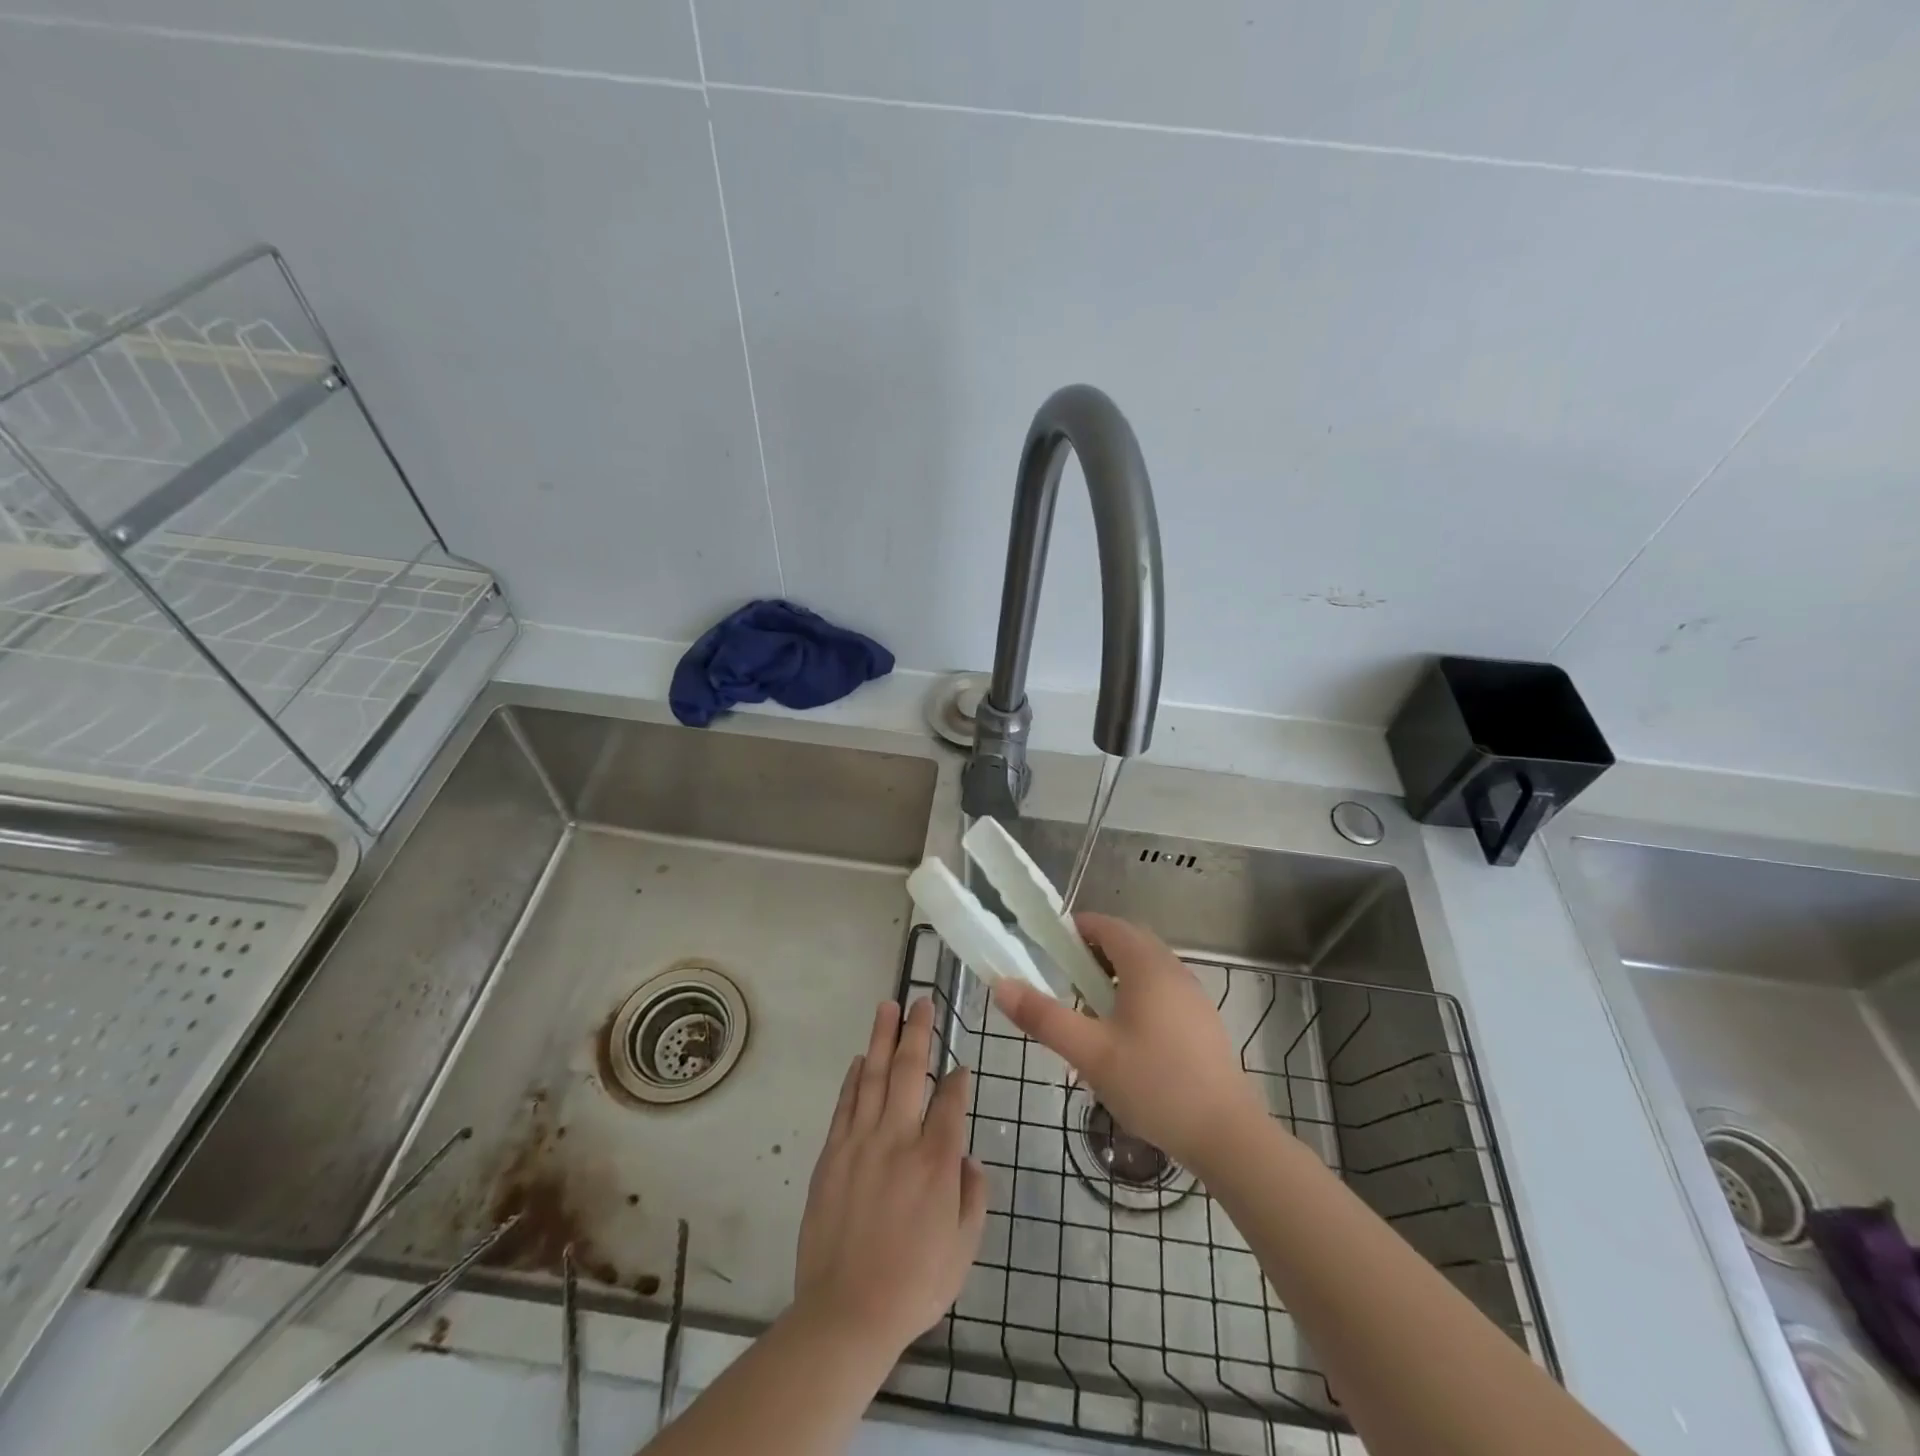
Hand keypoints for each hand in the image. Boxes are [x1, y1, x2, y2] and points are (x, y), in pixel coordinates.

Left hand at [794, 998, 988, 1358]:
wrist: (846, 1313)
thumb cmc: (914, 1284)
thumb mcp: (964, 1248)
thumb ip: (972, 1195)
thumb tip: (966, 1156)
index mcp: (936, 1159)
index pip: (950, 1100)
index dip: (957, 1079)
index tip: (961, 1067)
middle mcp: (899, 1138)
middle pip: (908, 1070)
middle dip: (918, 1032)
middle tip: (921, 1002)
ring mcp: (860, 1142)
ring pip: (872, 1076)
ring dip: (882, 1038)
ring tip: (888, 1007)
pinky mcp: (832, 1153)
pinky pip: (844, 1104)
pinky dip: (852, 1077)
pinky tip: (859, 1058)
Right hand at [992, 912, 1270, 1176]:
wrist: (1226, 1135)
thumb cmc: (1154, 1084)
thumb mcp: (1090, 1053)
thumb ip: (1043, 1017)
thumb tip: (1000, 985)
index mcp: (1146, 965)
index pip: (1106, 925)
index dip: (1075, 930)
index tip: (1047, 950)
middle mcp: (1173, 969)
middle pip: (1127, 943)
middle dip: (1092, 954)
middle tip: (1064, 983)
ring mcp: (1192, 995)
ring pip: (1146, 968)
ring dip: (1115, 977)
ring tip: (1089, 1013)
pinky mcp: (1202, 1021)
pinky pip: (1162, 990)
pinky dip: (1137, 996)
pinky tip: (1125, 1039)